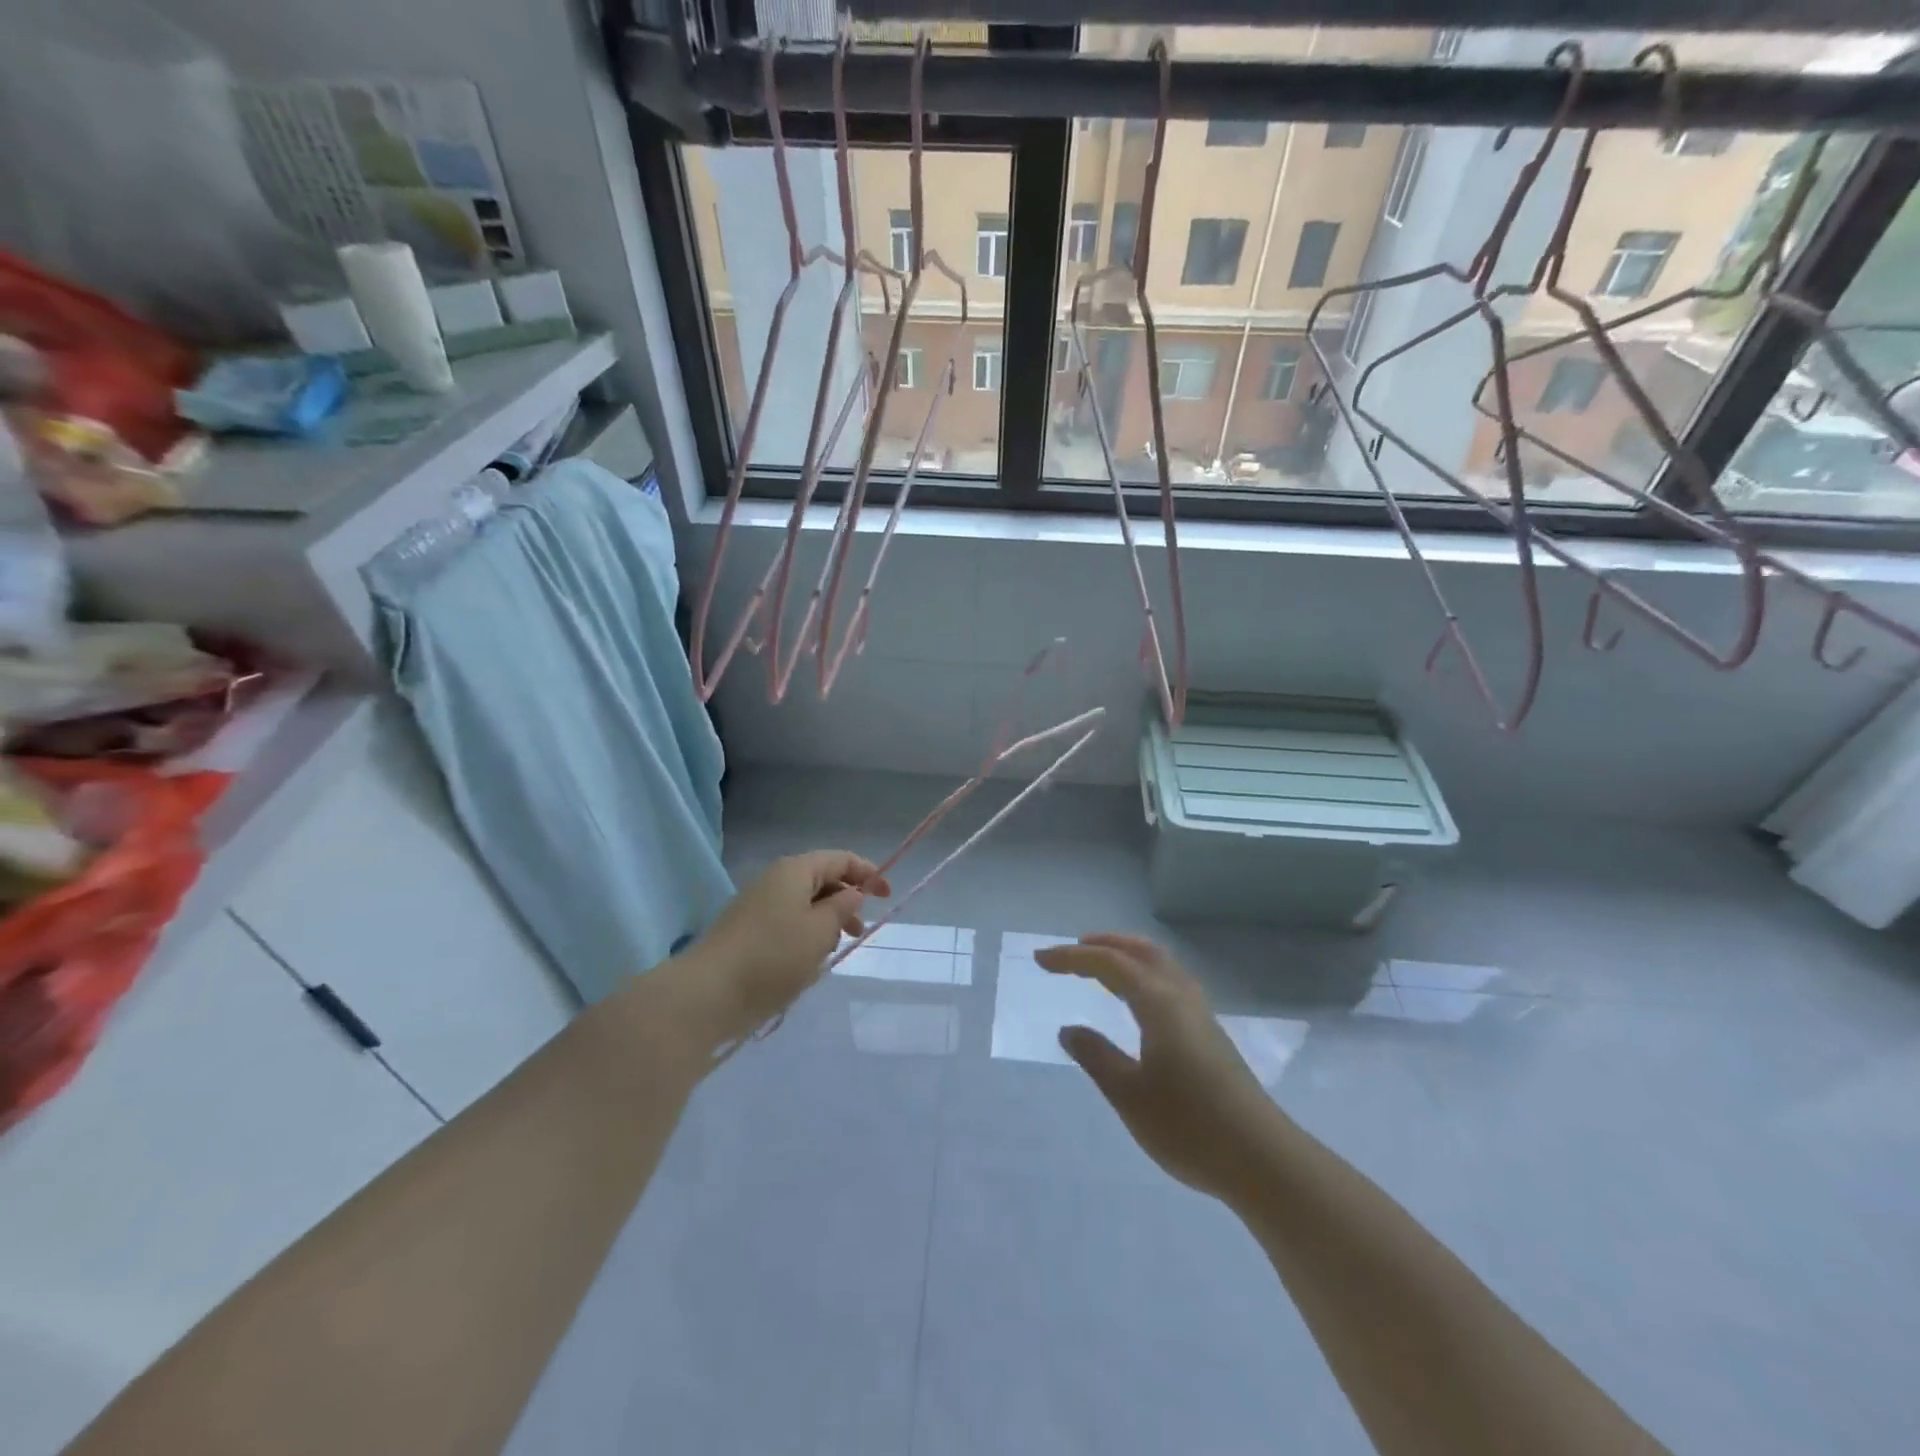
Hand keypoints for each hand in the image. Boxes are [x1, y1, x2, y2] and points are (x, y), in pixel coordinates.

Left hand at [683, 850, 889, 1043]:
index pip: (840, 859)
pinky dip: (806, 934)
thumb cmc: (774, 956)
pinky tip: (809, 961)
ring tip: (836, 948)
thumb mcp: (820, 931)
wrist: (709, 993)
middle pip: (821, 879)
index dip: (868, 872)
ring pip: (804, 903)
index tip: (887, 895)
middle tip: (862, 929)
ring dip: (827, 920)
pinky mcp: (747, 931)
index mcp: (795, 870)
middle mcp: (775, 880)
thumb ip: (843, 908)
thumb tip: (852, 893)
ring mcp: (757, 905)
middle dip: (846, 899)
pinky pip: (787, 922)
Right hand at [1038, 933, 1278, 1202]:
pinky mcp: (1210, 1034)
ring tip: (1099, 968)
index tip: (1040, 960)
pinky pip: (1170, 982)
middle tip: (1071, 951)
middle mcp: (1181, 997)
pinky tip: (1137, 1001)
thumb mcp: (1129, 1095)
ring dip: (1127, 956)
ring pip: (1161, 964)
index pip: (1110, 963)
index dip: (1072, 958)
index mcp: (1158, 1003)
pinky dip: (1144, 974)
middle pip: (1141, 951)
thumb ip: (1097, 1057)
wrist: (1262, 1159)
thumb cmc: (1189, 1126)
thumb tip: (1069, 1029)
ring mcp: (1201, 1015)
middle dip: (1104, 944)